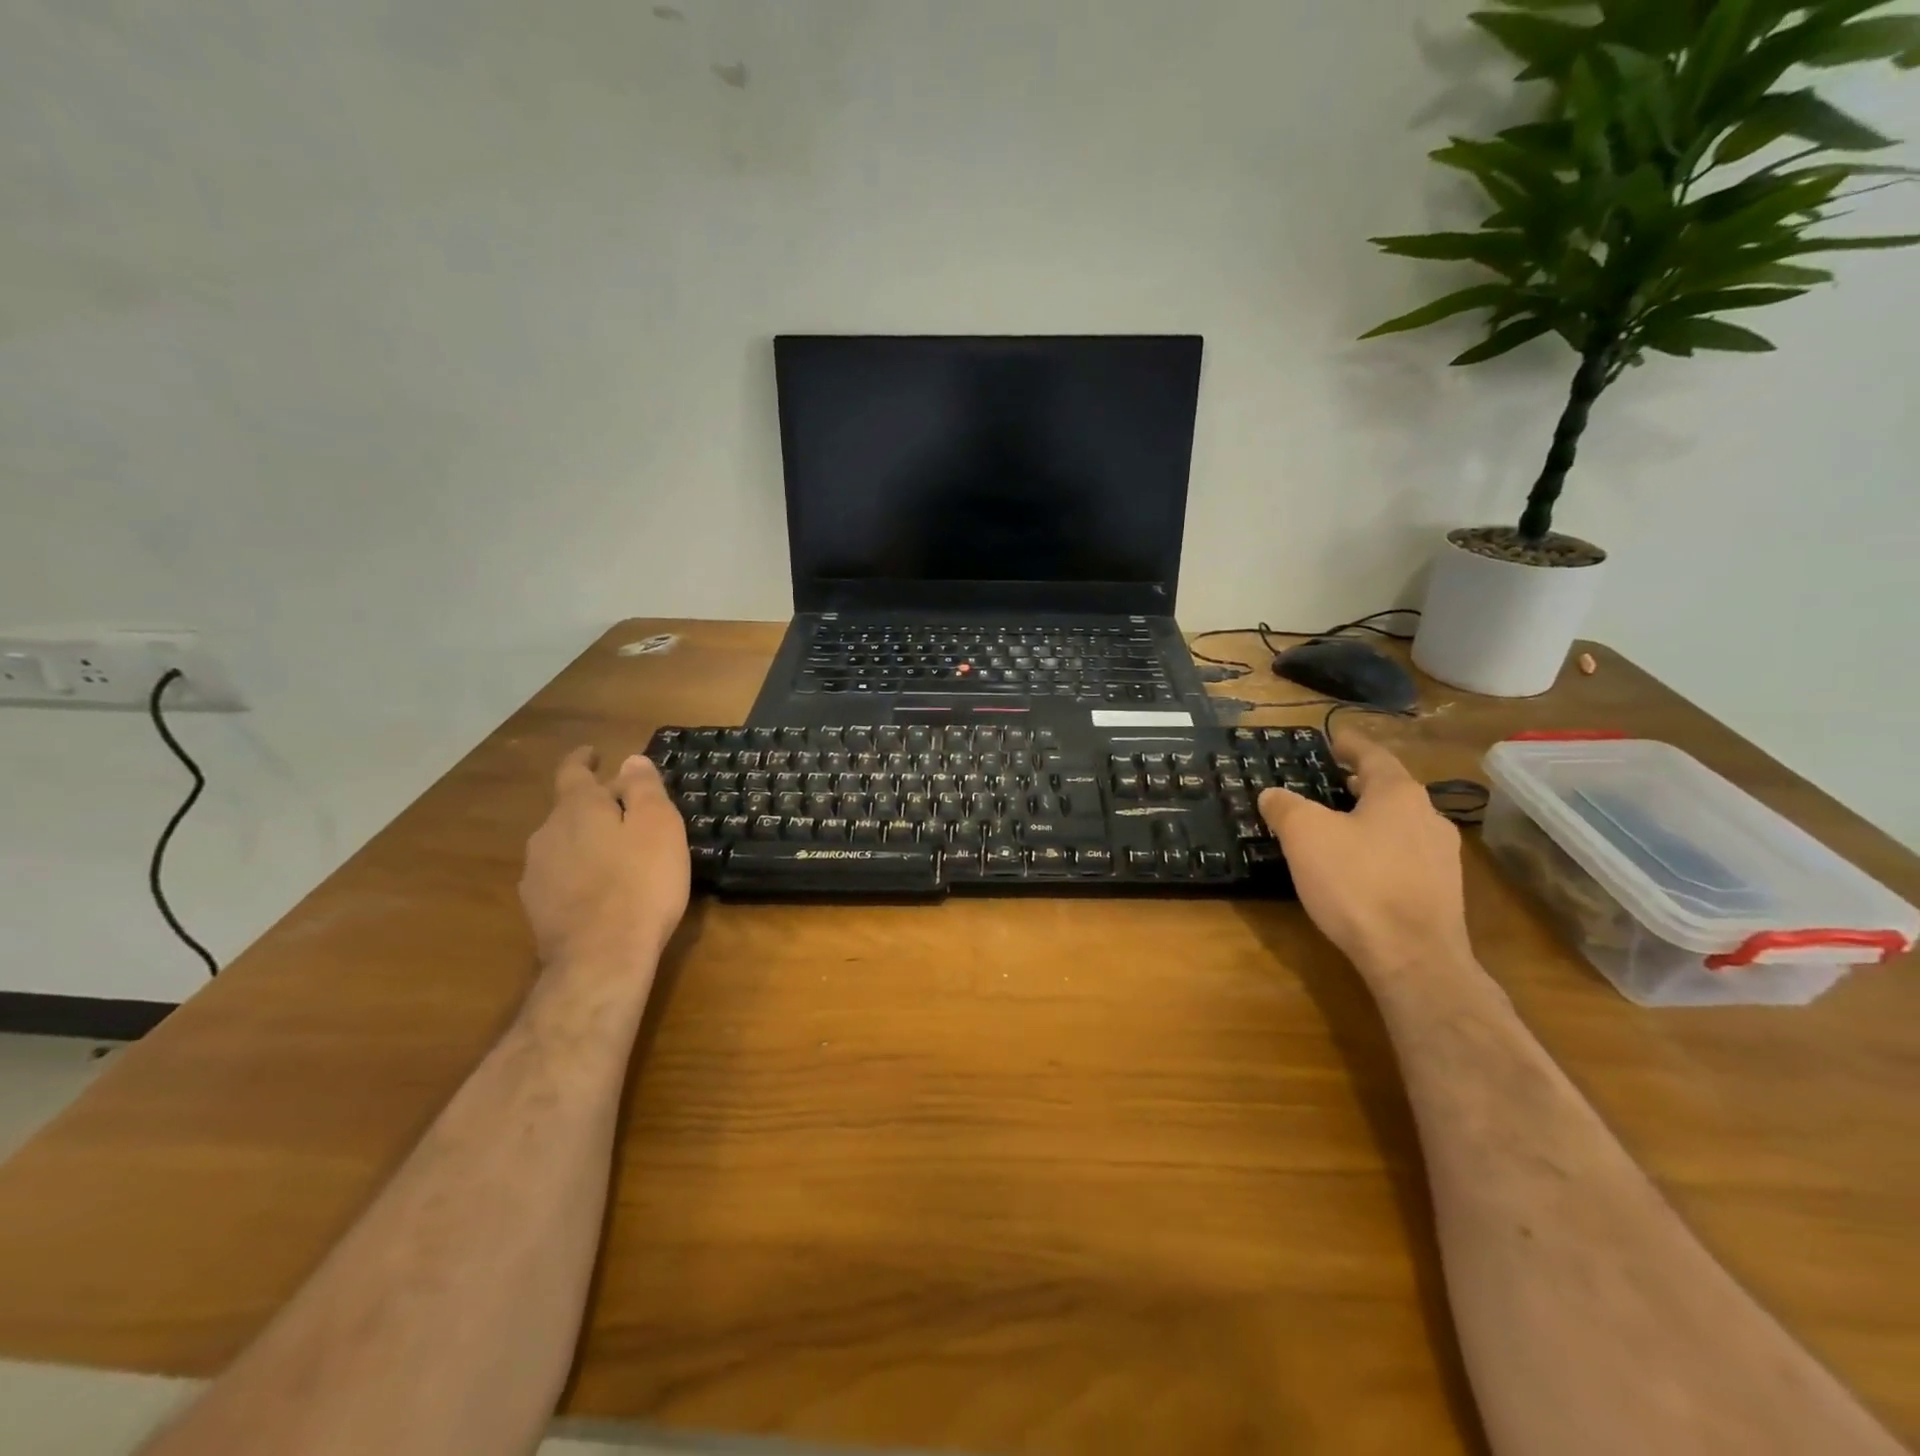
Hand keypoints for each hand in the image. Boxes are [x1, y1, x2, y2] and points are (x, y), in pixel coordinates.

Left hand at [520, 748, 689, 969]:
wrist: (601, 958)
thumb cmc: (641, 883)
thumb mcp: (659, 826)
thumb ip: (643, 789)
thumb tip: (630, 760)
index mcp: (577, 809)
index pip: (573, 772)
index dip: (583, 760)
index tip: (593, 754)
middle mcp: (547, 834)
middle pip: (570, 809)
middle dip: (595, 806)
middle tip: (628, 812)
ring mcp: (537, 874)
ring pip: (564, 844)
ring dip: (587, 841)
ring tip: (617, 854)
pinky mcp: (537, 909)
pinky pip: (561, 876)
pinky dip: (580, 872)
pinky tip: (601, 890)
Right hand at [1259, 733, 1470, 978]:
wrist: (1413, 958)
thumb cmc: (1357, 883)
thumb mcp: (1304, 836)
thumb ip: (1285, 807)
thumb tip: (1272, 794)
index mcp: (1398, 794)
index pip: (1373, 756)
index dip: (1350, 745)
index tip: (1335, 738)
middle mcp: (1428, 818)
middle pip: (1391, 790)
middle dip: (1361, 784)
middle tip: (1332, 782)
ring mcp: (1441, 858)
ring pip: (1400, 824)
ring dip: (1372, 818)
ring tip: (1341, 825)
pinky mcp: (1441, 893)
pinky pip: (1405, 857)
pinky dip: (1381, 850)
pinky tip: (1359, 869)